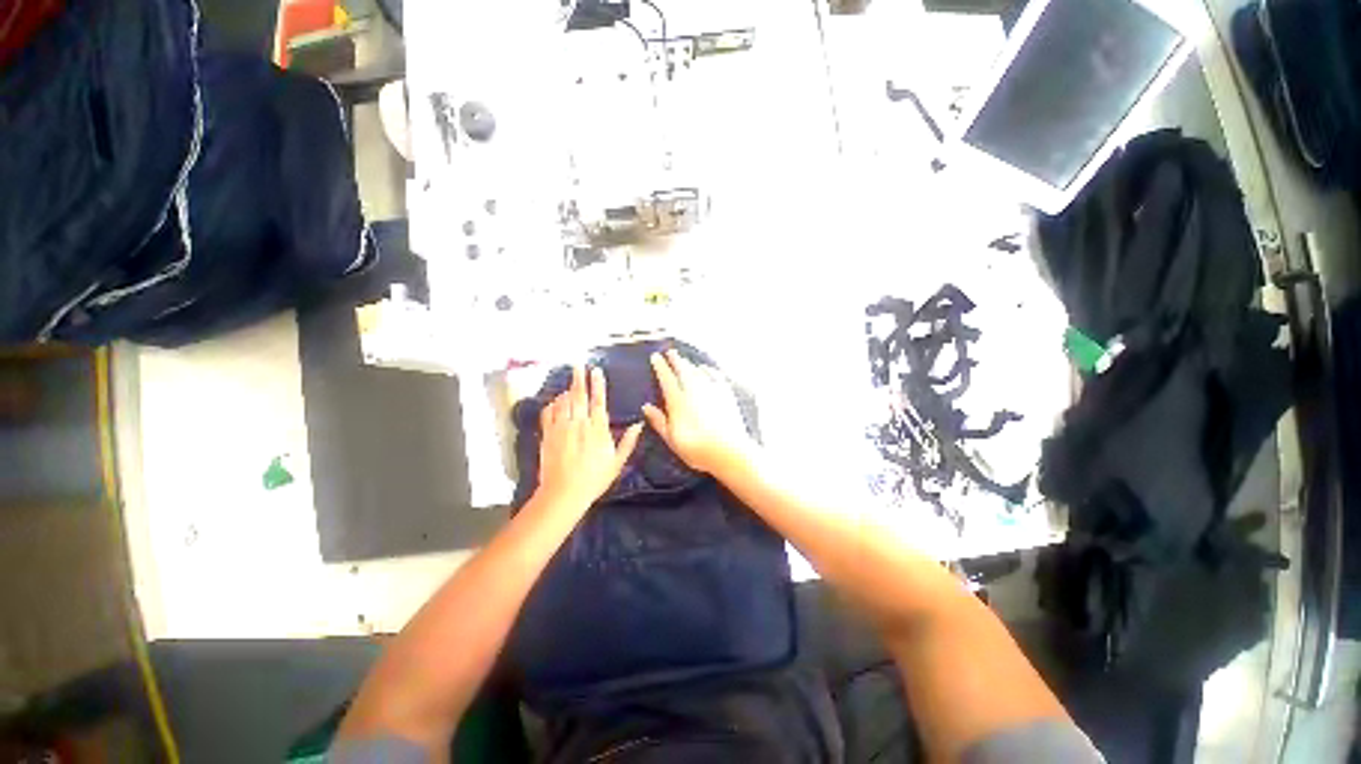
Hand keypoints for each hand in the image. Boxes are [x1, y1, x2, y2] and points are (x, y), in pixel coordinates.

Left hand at [536, 366, 642, 513]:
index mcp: (597, 429)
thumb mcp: (617, 462)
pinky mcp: (547, 435)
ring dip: (567, 390)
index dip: (597, 384)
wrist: (564, 493)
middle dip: (579, 378)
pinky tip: (556, 401)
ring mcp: (561, 428)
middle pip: (579, 396)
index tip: (596, 370)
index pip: (598, 401)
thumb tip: (639, 424)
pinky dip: (553, 404)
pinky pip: (548, 413)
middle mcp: (579, 424)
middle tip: (578, 364)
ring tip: (570, 383)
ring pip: (563, 402)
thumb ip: (628, 441)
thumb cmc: (594, 479)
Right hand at [642, 350, 756, 476]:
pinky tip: (707, 369)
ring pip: (698, 371)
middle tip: (671, 351)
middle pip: (683, 370)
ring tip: (685, 360)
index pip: (666, 378)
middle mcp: (694, 390)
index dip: (660, 366)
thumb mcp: (671, 439)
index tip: (655, 357)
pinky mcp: (726, 394)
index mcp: (678, 401)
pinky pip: (716, 376)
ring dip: (690, 364)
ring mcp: (711, 390)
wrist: (729, 451)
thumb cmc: (696, 449)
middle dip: (676, 360)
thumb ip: (659, 421)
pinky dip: (709, 370)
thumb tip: (646, 406)